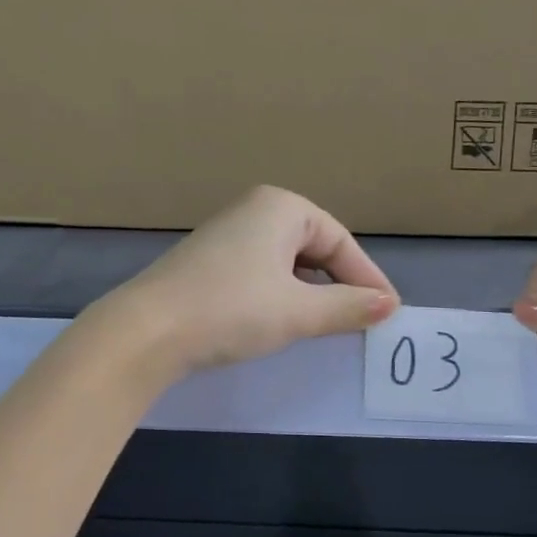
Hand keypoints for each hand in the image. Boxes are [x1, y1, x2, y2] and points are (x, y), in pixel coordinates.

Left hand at [100, 186, 398, 377]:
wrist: (147, 330)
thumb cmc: (231, 310)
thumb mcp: (297, 312)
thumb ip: (347, 306)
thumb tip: (389, 305)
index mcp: (280, 207)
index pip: (340, 240)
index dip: (366, 277)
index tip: (388, 313)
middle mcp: (254, 210)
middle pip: (314, 246)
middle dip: (339, 283)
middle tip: (361, 320)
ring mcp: (226, 234)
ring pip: (286, 261)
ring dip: (310, 291)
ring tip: (327, 324)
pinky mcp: (208, 261)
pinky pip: (260, 271)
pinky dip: (280, 293)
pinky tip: (282, 319)